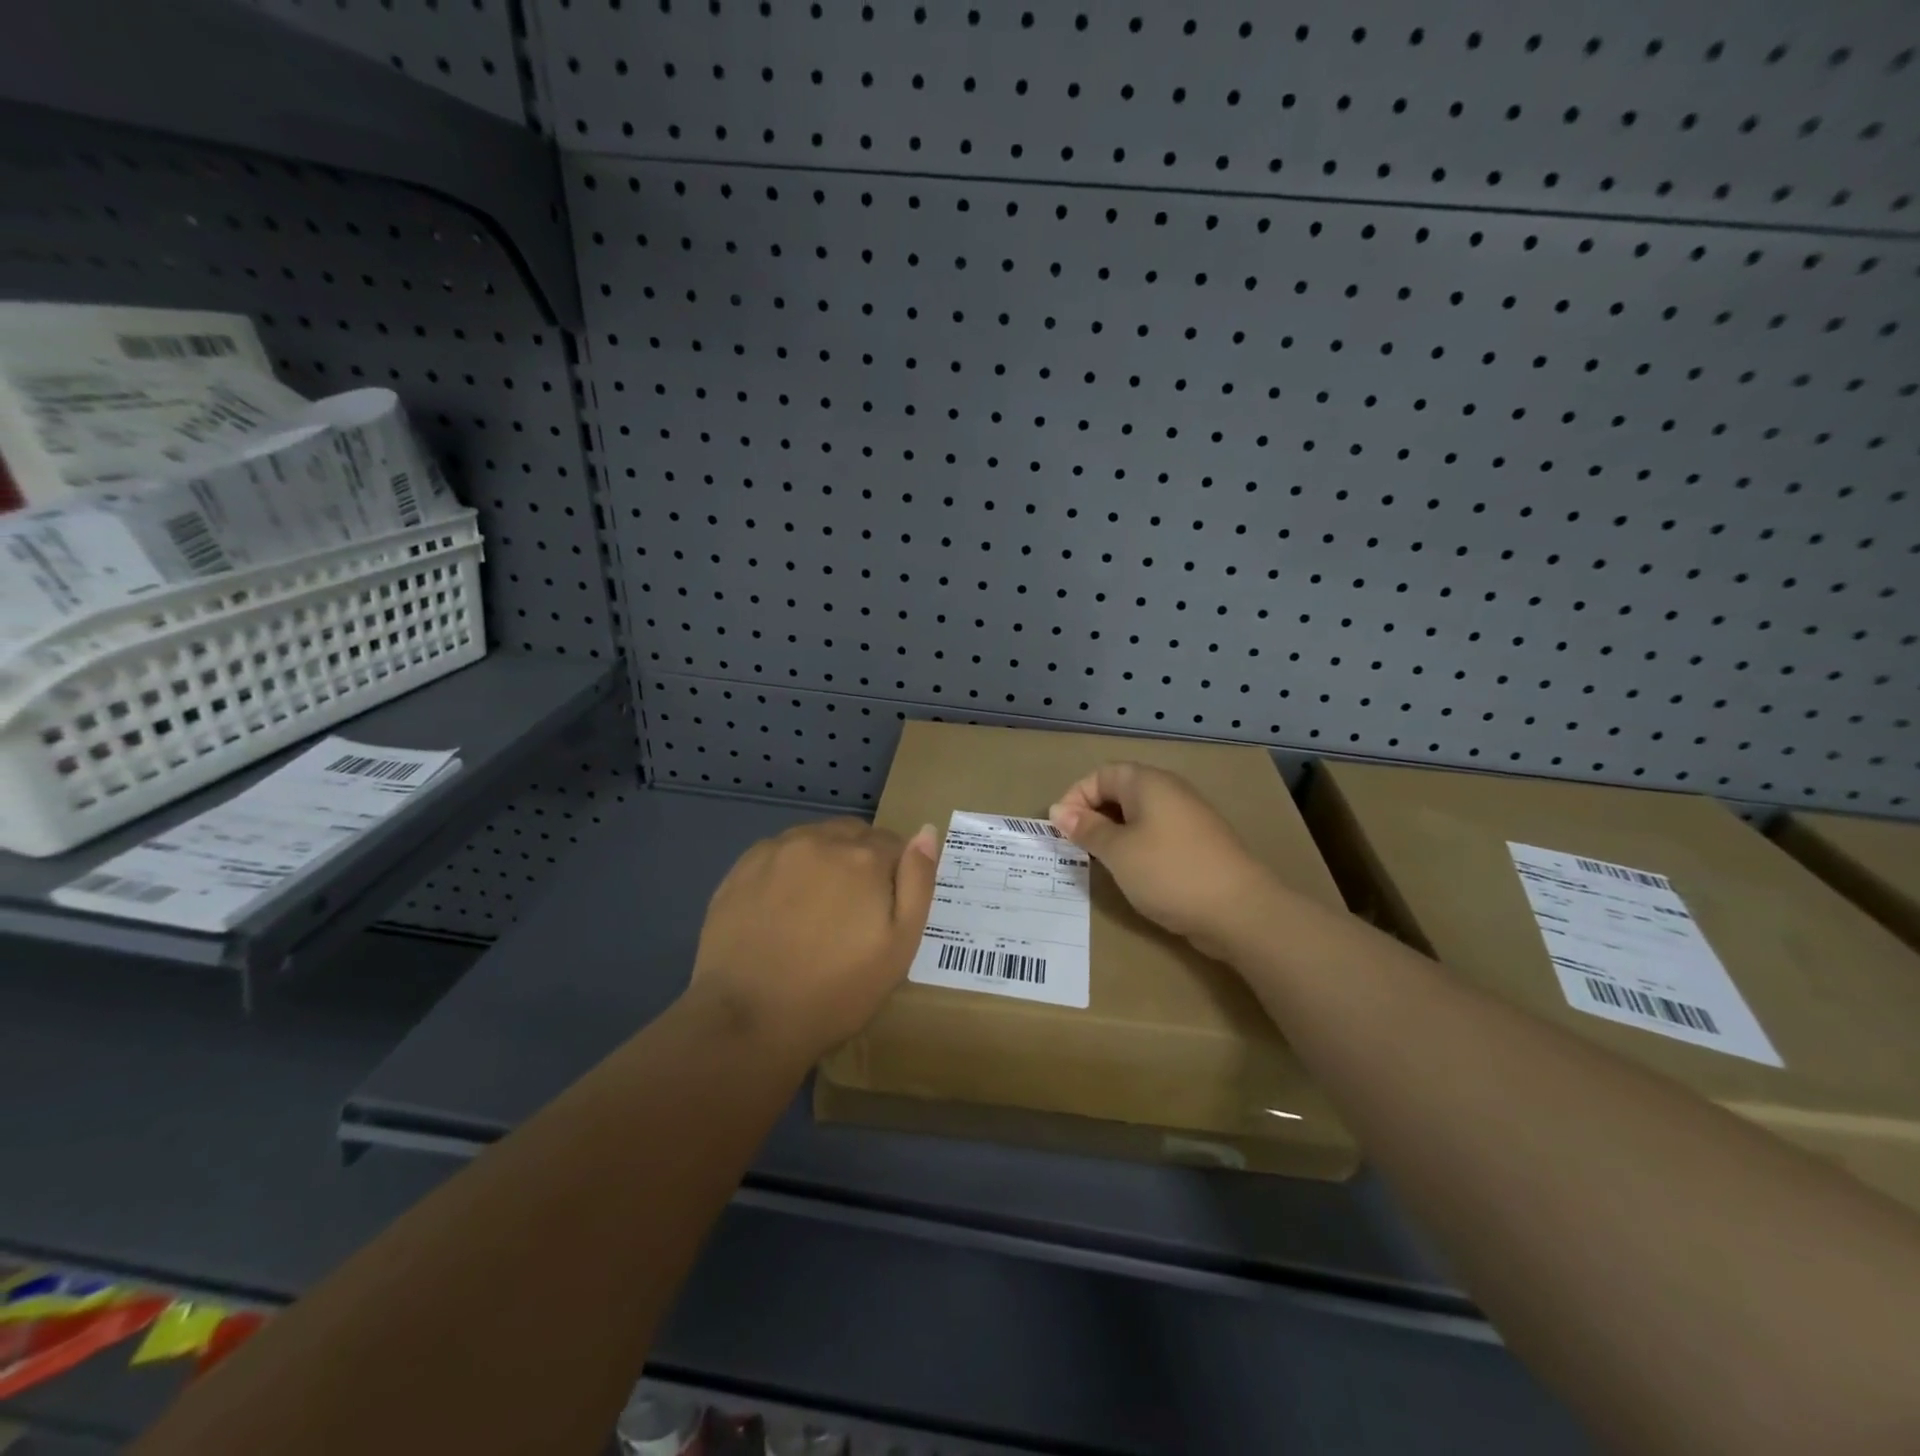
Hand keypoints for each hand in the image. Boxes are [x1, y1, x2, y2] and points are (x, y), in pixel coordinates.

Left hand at [689, 819, 938, 1059]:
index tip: (884, 910)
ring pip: (816, 838)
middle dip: (862, 861)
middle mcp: (822, 839)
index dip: (895, 875)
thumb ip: (918, 883)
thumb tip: (926, 831)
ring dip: (825, 860)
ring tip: (815, 910)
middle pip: (855, 835)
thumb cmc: (836, 992)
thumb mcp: (899, 947)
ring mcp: (778, 849)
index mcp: (865, 857)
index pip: (895, 844)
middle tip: (853, 911)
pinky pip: (780, 851)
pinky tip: (782, 907)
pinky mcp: (743, 865)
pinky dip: (790, 868)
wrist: (747, 1019)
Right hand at [1049, 763, 1274, 958]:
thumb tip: (1058, 811)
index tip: (1061, 830)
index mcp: (1148, 783)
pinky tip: (1133, 873)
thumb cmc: (1169, 872)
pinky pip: (1157, 834)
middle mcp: (1170, 791)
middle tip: (1076, 847)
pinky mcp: (1200, 844)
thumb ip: (1086, 829)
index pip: (1100, 775)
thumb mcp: (1117, 851)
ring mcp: (1189, 817)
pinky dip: (1137, 847)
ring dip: (1114, 834)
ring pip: (1139, 816)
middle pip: (1120, 792)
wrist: (1240, 911)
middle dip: (1093, 816)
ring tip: (1100, 862)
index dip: (1075, 798)